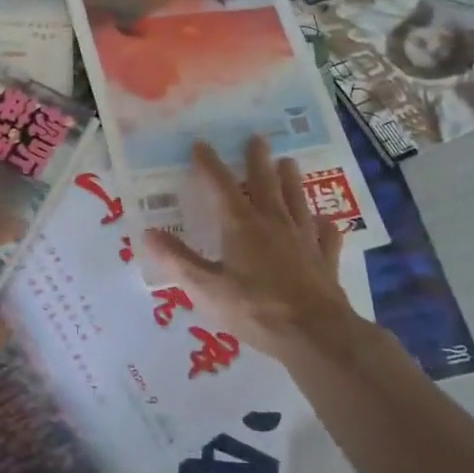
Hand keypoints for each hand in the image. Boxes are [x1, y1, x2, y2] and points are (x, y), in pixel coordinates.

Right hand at [144, 137, 358, 359]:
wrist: (315, 334)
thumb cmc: (256, 309)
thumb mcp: (207, 288)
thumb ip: (178, 261)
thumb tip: (148, 233)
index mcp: (242, 225)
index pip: (221, 185)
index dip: (209, 164)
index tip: (201, 144)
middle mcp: (274, 223)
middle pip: (265, 183)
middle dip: (258, 160)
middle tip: (257, 138)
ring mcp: (304, 239)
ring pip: (297, 201)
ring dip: (291, 181)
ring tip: (289, 162)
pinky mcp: (325, 260)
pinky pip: (326, 236)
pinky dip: (324, 226)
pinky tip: (324, 221)